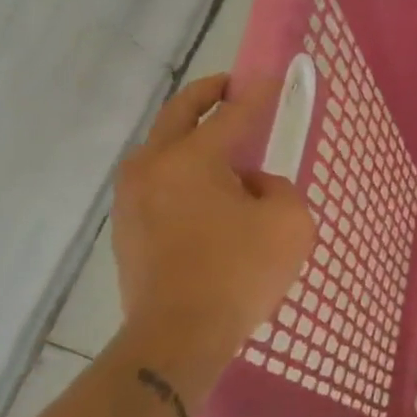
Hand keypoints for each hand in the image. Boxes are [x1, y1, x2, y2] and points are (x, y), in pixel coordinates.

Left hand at [109, 74, 314, 391]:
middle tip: (230, 87)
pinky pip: (157, 182)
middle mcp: (153, 167)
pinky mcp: (127, 228)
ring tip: (220, 142)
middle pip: (178, 114)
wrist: (178, 338)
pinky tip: (206, 191)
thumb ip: (278, 187)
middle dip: (206, 94)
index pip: (231, 114)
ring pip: (161, 148)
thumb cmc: (239, 273)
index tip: (273, 78)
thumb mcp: (289, 222)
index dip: (257, 94)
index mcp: (191, 159)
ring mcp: (132, 198)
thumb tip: (252, 185)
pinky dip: (181, 171)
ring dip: (189, 135)